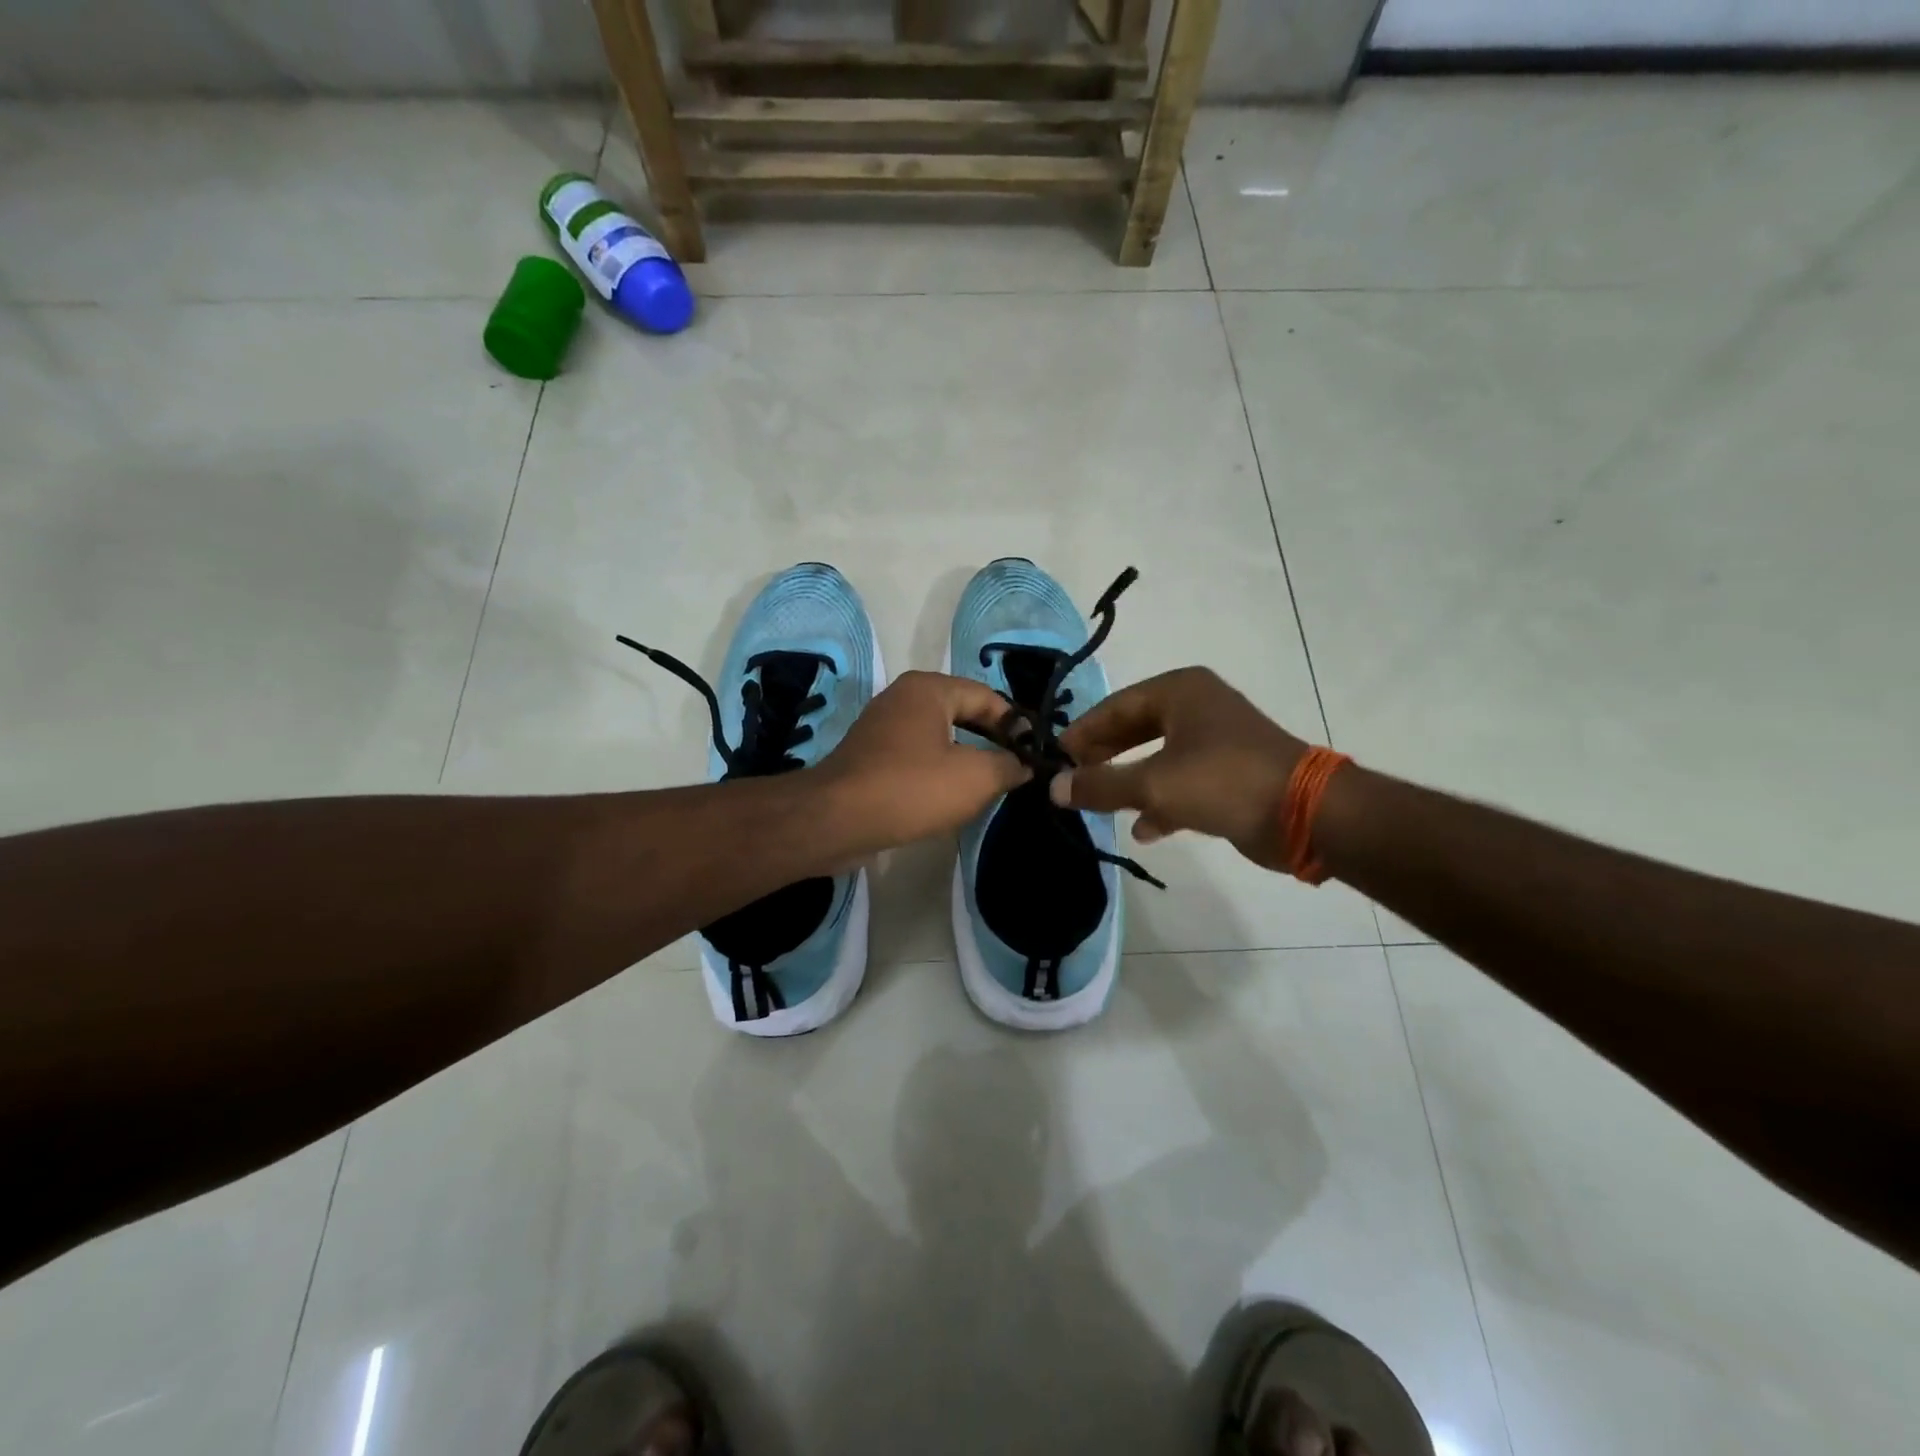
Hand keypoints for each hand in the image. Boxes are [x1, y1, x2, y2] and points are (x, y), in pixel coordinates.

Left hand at [815, 671, 1029, 857]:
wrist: (836, 820)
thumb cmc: (911, 788)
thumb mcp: (974, 777)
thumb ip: (1008, 765)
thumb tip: (1024, 764)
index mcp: (929, 688)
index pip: (987, 696)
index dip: (1016, 724)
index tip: (1034, 753)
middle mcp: (903, 697)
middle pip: (962, 712)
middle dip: (991, 740)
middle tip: (1016, 768)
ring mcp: (882, 726)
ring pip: (938, 736)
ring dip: (965, 757)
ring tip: (990, 784)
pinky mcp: (870, 756)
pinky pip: (916, 755)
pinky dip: (938, 770)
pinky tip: (950, 795)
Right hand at [1052, 667, 1308, 871]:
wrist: (1305, 813)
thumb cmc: (1223, 781)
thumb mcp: (1153, 783)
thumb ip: (1100, 785)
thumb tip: (1054, 788)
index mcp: (1179, 692)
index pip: (1115, 707)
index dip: (1082, 733)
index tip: (1055, 758)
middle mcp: (1197, 708)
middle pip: (1134, 729)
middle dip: (1104, 756)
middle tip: (1072, 778)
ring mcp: (1216, 741)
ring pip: (1156, 757)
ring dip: (1129, 781)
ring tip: (1099, 804)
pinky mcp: (1229, 774)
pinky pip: (1181, 782)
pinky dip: (1161, 802)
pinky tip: (1144, 829)